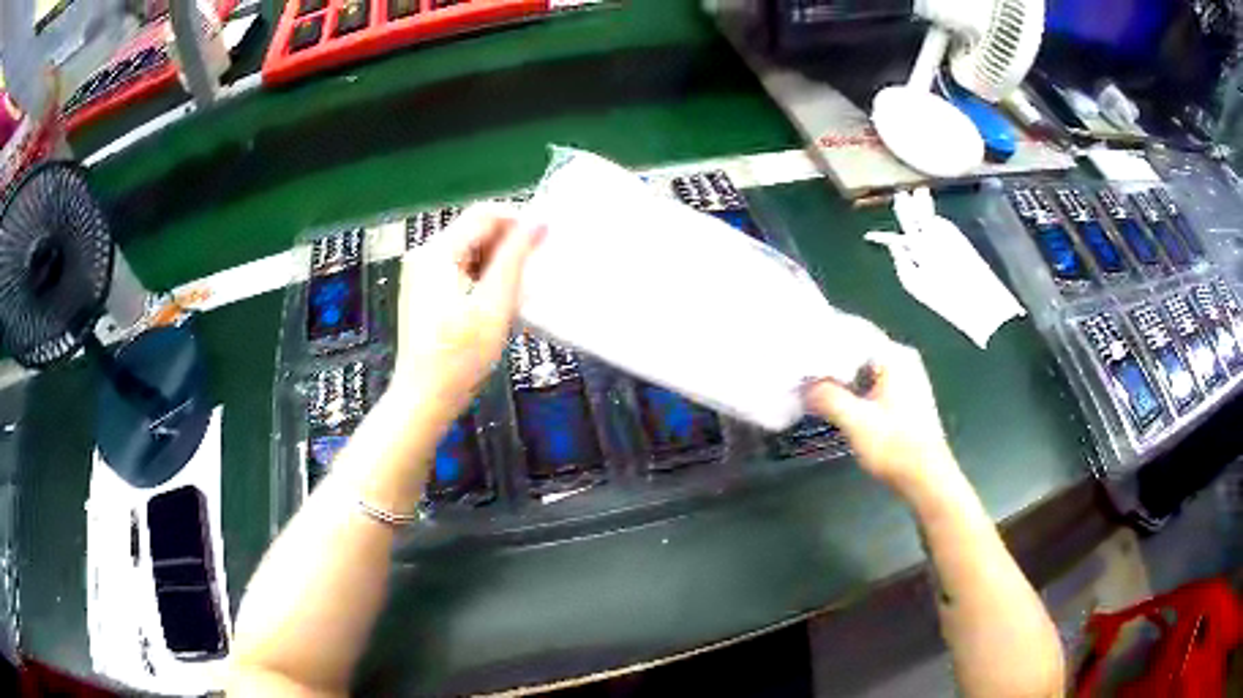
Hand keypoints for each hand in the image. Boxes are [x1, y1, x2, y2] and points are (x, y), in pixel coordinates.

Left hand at [392, 203, 542, 421]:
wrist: (423, 399)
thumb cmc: (459, 357)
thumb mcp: (494, 306)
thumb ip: (515, 258)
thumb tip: (539, 221)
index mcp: (437, 251)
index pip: (485, 214)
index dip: (519, 221)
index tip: (546, 242)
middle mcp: (425, 254)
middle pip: (476, 230)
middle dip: (508, 245)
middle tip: (535, 271)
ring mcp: (421, 272)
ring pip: (470, 250)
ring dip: (498, 263)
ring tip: (519, 291)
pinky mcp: (424, 290)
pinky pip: (460, 269)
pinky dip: (483, 277)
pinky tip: (497, 303)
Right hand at [805, 341, 958, 497]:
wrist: (926, 478)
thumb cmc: (895, 447)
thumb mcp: (856, 422)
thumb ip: (827, 397)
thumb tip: (804, 386)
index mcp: (895, 356)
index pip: (853, 330)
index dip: (824, 336)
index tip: (797, 345)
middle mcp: (903, 360)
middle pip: (858, 348)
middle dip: (829, 357)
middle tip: (798, 366)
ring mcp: (906, 378)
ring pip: (864, 366)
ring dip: (839, 375)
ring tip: (809, 382)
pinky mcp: (904, 398)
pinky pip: (871, 381)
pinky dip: (852, 386)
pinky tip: (833, 398)